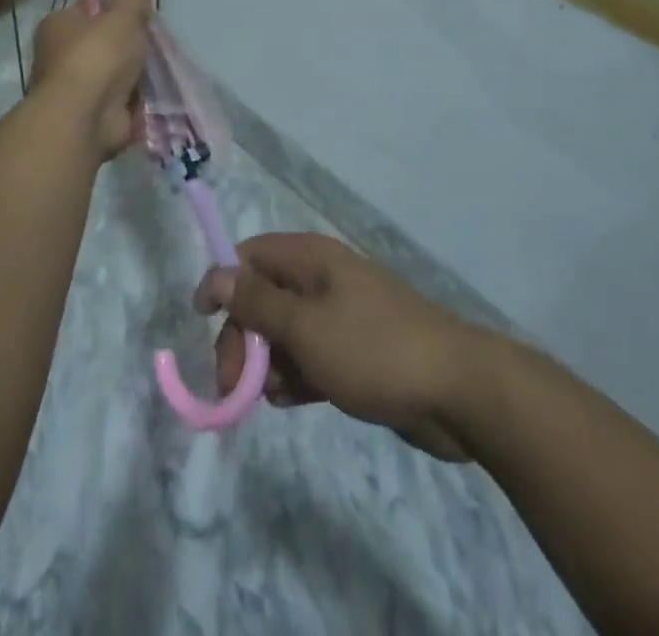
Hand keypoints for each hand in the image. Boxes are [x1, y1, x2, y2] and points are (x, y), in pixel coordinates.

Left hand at [28, 0, 152, 158]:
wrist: (84, 118)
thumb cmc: (97, 57)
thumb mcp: (121, 16)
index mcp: (57, 26)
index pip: (87, 10)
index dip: (113, 10)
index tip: (139, 14)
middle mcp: (58, 56)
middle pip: (101, 43)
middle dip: (126, 46)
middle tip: (153, 42)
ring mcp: (74, 89)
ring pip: (111, 74)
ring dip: (132, 75)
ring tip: (160, 68)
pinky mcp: (89, 115)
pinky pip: (118, 101)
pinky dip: (134, 100)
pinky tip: (155, 94)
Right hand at [198, 232, 477, 461]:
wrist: (457, 391)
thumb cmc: (373, 349)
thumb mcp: (306, 327)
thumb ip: (257, 303)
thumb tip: (215, 274)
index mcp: (311, 258)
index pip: (250, 256)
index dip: (224, 284)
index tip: (202, 323)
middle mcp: (322, 279)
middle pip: (263, 298)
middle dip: (243, 337)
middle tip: (235, 385)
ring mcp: (341, 315)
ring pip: (285, 332)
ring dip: (269, 363)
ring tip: (272, 398)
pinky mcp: (355, 351)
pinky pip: (310, 356)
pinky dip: (296, 376)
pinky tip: (294, 402)